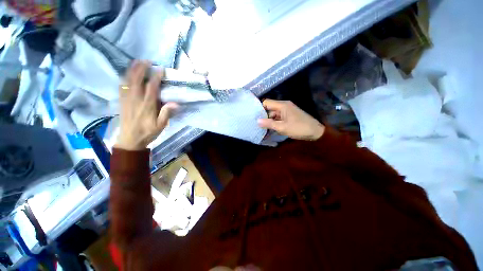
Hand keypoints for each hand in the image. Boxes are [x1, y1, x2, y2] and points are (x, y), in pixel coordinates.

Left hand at [115, 60, 178, 150]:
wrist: (130, 140)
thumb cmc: (148, 132)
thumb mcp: (161, 126)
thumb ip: (166, 114)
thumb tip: (175, 103)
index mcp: (147, 106)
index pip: (151, 88)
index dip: (156, 77)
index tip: (161, 69)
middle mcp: (135, 100)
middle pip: (137, 80)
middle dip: (141, 68)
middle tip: (147, 60)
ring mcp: (127, 100)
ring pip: (128, 81)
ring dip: (132, 70)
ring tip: (137, 62)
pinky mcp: (122, 101)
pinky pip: (121, 86)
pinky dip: (124, 78)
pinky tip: (127, 74)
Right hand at [257, 99, 324, 140]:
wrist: (315, 132)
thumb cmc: (299, 128)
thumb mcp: (282, 127)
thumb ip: (269, 123)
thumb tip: (257, 121)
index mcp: (282, 105)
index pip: (266, 103)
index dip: (260, 109)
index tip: (254, 117)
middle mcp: (284, 106)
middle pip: (269, 109)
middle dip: (264, 116)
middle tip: (257, 125)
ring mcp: (287, 111)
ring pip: (273, 114)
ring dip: (269, 121)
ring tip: (262, 128)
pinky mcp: (289, 116)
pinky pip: (278, 118)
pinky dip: (274, 122)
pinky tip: (270, 129)